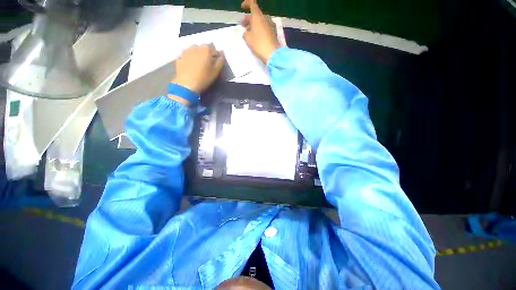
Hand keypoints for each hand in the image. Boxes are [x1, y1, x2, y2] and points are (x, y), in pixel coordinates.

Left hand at [171, 45, 224, 93]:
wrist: (186, 84)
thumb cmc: (204, 78)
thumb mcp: (216, 71)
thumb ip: (220, 62)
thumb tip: (222, 55)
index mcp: (205, 49)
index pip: (214, 50)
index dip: (216, 56)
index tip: (217, 63)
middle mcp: (195, 47)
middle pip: (202, 49)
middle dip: (206, 54)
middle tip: (208, 64)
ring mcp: (185, 51)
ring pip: (193, 50)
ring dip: (197, 55)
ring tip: (198, 64)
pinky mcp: (179, 57)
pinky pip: (186, 56)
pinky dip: (189, 59)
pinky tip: (190, 66)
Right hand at [241, 0, 280, 62]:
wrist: (272, 53)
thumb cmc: (259, 44)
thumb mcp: (247, 38)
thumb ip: (245, 33)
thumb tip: (246, 31)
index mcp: (258, 16)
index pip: (252, 3)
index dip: (246, 3)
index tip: (242, 7)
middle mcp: (265, 18)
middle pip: (256, 14)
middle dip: (248, 18)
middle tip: (243, 26)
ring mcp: (271, 25)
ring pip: (260, 21)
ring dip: (254, 25)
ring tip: (249, 33)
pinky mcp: (274, 32)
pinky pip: (265, 27)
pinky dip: (259, 29)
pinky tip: (257, 37)